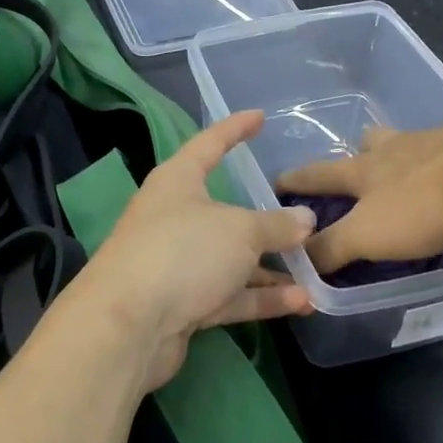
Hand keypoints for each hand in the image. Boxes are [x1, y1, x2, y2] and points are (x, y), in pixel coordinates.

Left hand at [83, 110, 316, 390]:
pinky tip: (301, 303)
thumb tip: (305, 219)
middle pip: (226, 212)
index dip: (235, 129)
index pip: (209, 144)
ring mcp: (176, 263)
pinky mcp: (181, 303)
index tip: (260, 116)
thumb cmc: (182, 252)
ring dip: (271, 268)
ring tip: (316, 273)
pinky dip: (261, 297)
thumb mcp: (239, 231)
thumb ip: (275, 224)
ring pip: (231, 259)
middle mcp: (174, 217)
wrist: (127, 326)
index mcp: (177, 182)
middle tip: (305, 220)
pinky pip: (228, 294)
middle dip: (266, 220)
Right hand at [274, 113, 442, 274]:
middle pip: (370, 144)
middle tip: (363, 178)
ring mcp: (441, 146)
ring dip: (412, 171)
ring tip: (420, 201)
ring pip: (417, 152)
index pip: (318, 173)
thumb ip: (332, 248)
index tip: (278, 183)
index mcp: (366, 168)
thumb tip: (296, 258)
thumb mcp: (367, 234)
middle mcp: (398, 149)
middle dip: (360, 157)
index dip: (296, 180)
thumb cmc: (422, 202)